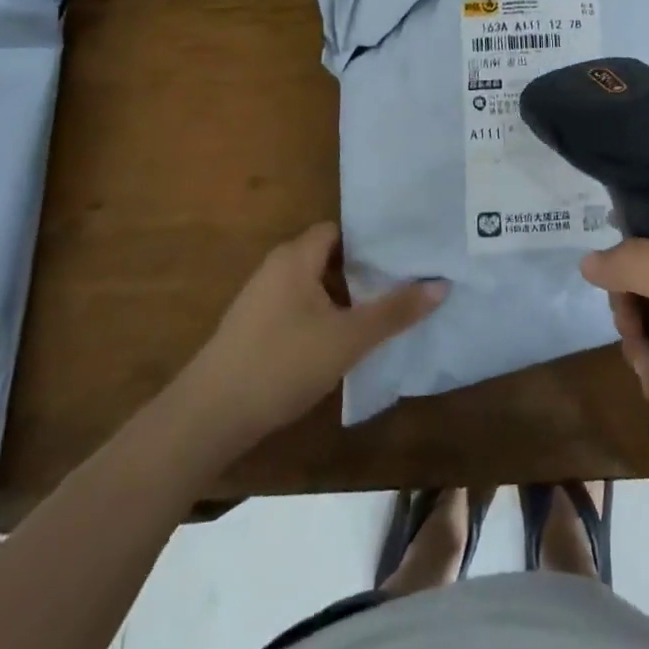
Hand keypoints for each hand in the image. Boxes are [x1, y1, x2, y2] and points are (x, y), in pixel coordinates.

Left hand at [179, 223, 445, 453]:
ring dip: (344, 297)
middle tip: (403, 282)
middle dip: (363, 270)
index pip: (340, 230)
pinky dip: (323, 316)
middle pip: (329, 256)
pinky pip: (299, 308)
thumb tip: (441, 284)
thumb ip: (394, 311)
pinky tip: (343, 341)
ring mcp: (261, 299)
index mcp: (296, 256)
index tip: (404, 253)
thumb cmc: (281, 364)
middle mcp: (277, 267)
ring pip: (314, 285)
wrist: (207, 418)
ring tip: (383, 311)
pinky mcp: (253, 329)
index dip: (372, 239)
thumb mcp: (348, 339)